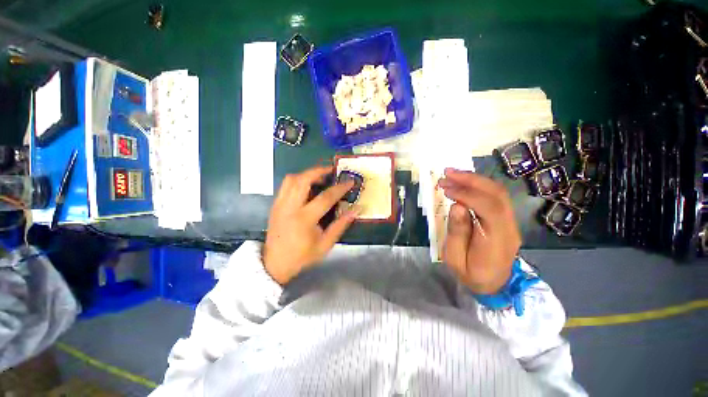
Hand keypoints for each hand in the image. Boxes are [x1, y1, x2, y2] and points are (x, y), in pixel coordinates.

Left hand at [263, 165, 357, 284]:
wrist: (274, 263)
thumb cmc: (301, 256)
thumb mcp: (325, 245)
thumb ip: (340, 226)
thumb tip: (355, 210)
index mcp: (304, 219)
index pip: (325, 197)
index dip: (340, 188)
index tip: (350, 181)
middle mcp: (290, 207)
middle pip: (303, 180)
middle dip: (319, 171)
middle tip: (331, 170)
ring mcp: (280, 204)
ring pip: (291, 179)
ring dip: (307, 174)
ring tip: (320, 176)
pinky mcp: (275, 205)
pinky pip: (285, 185)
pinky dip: (297, 180)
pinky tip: (307, 185)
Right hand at [437, 168, 520, 293]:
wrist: (495, 285)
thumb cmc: (472, 275)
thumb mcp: (456, 260)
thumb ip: (457, 233)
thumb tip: (457, 206)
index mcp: (497, 241)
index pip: (489, 208)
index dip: (467, 194)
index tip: (445, 189)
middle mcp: (509, 227)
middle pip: (497, 194)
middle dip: (470, 180)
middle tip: (446, 174)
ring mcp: (510, 221)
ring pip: (497, 192)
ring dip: (473, 179)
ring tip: (451, 174)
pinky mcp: (505, 218)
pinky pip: (495, 196)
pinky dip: (477, 185)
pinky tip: (463, 183)